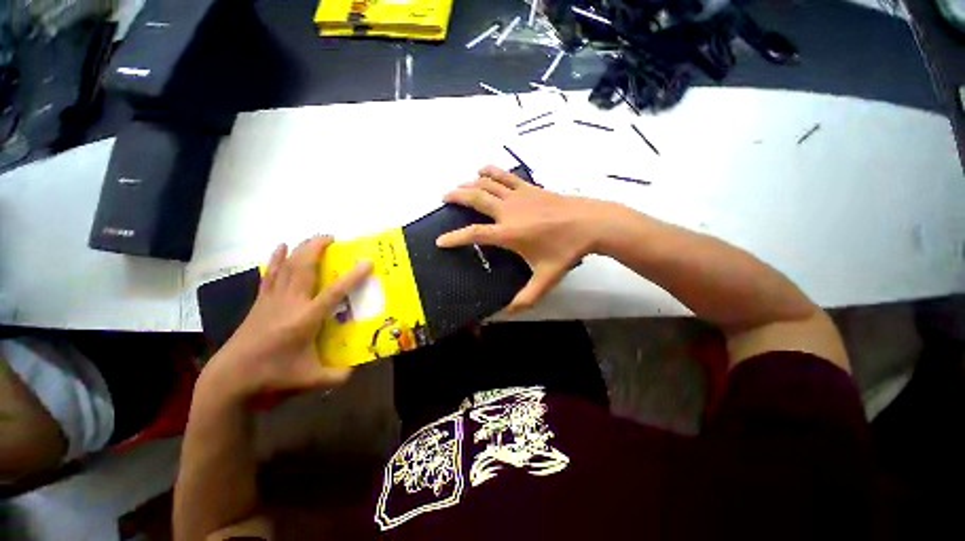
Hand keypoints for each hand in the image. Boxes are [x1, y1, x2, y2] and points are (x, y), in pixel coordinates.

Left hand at [202, 235, 372, 400]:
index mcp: (306, 319)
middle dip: (318, 248)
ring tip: (315, 238)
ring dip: (301, 249)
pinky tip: (280, 246)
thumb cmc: (272, 375)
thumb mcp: (310, 379)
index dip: (353, 277)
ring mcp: (273, 299)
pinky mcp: (261, 301)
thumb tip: (356, 372)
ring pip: (288, 267)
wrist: (231, 376)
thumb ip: (336, 376)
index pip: (334, 293)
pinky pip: (271, 274)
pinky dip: (276, 259)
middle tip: (333, 237)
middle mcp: (290, 303)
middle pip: (305, 268)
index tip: (367, 262)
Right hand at [437, 165, 608, 312]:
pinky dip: (491, 171)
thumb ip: (526, 298)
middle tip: (443, 198)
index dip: (454, 238)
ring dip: (470, 183)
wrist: (590, 223)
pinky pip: (505, 175)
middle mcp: (508, 211)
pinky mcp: (529, 187)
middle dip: (456, 196)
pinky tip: (483, 170)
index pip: (474, 234)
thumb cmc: (566, 251)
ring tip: (459, 185)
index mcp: (509, 233)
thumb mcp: (545, 279)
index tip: (440, 241)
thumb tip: (508, 312)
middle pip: (475, 198)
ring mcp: (519, 195)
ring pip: (487, 183)